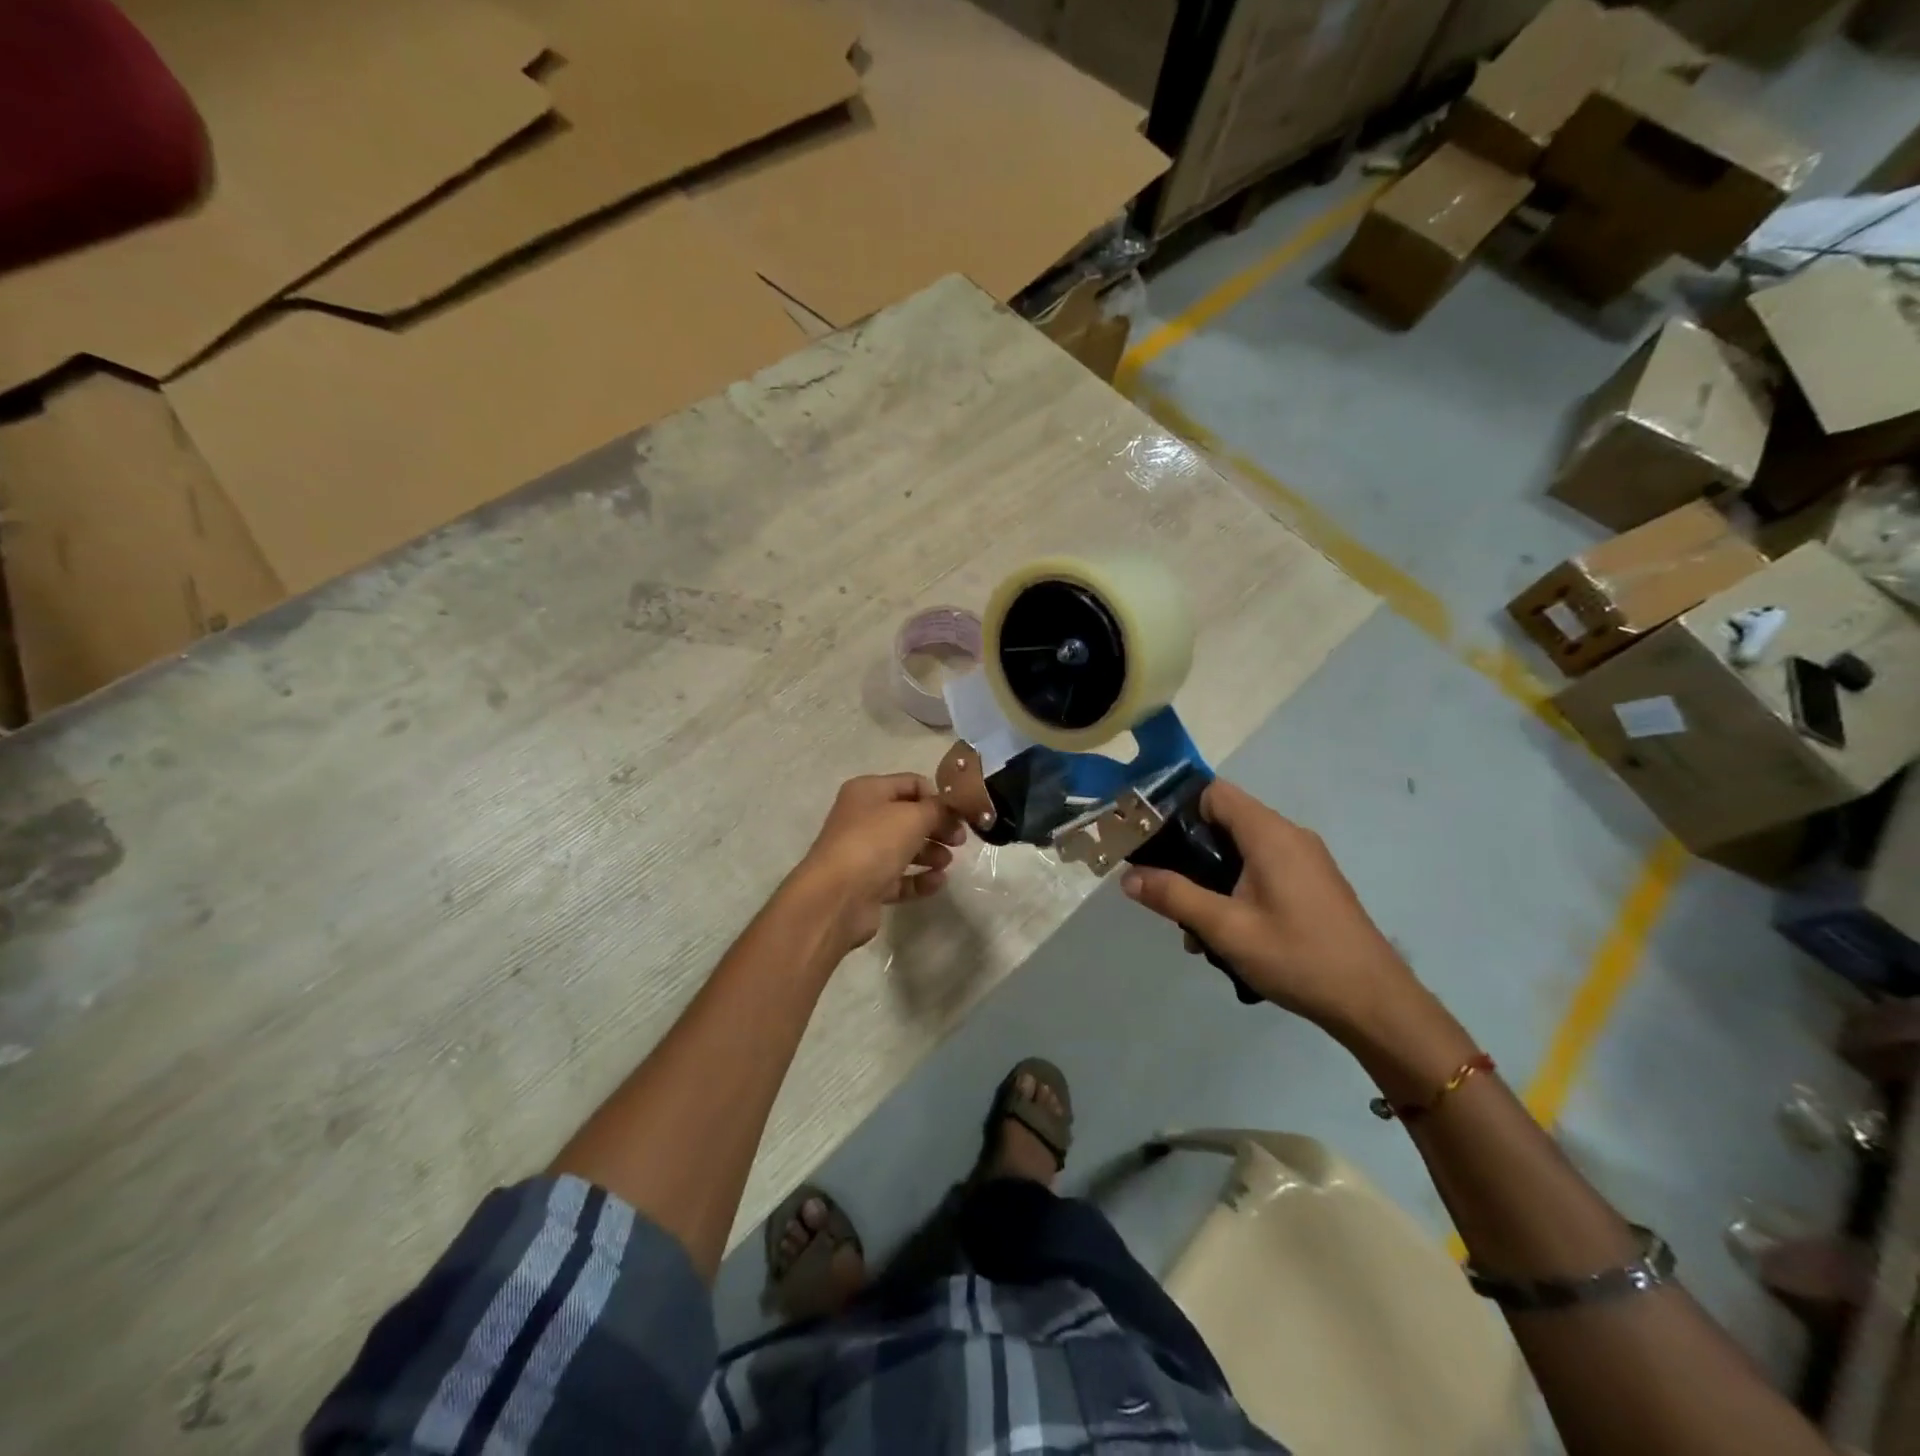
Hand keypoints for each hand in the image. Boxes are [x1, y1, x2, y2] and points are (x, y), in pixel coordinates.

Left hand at [789, 773, 966, 953]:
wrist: (836, 898)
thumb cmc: (874, 844)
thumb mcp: (913, 816)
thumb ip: (938, 808)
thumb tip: (950, 808)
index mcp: (868, 791)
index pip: (911, 783)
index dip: (937, 796)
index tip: (959, 814)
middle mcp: (863, 818)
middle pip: (909, 817)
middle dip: (937, 826)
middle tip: (960, 840)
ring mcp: (863, 853)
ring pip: (905, 848)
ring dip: (931, 853)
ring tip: (946, 862)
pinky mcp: (868, 884)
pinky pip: (900, 877)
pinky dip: (920, 879)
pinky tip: (938, 882)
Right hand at [1120, 780, 1420, 1034]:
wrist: (1374, 1003)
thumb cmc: (1298, 957)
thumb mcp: (1226, 929)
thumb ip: (1174, 896)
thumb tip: (1127, 876)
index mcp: (1269, 834)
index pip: (1214, 792)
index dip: (1178, 809)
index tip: (1152, 840)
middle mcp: (1289, 836)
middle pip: (1224, 822)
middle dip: (1189, 854)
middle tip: (1167, 891)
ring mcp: (1305, 860)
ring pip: (1240, 851)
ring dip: (1211, 881)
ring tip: (1195, 929)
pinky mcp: (1312, 884)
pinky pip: (1261, 870)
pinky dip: (1236, 890)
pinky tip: (1228, 934)